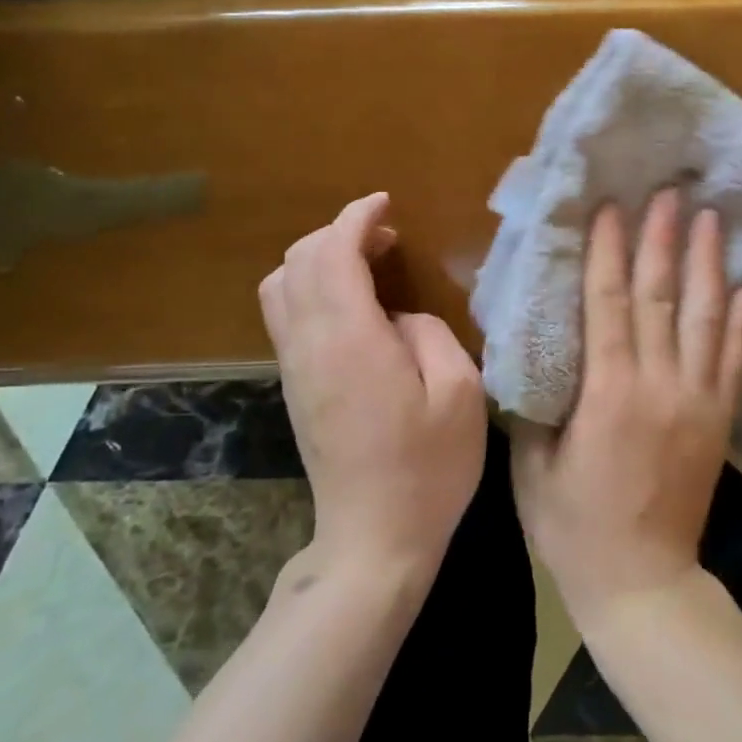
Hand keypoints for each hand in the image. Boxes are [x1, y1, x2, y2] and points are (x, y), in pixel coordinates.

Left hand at [259, 192, 487, 579]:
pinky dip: (311, 288)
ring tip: (366, 264)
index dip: (356, 218)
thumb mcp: (460, 392)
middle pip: (298, 261)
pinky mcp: (295, 387)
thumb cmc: (429, 466)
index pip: (333, 253)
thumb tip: (399, 316)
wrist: (374, 537)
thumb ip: (429, 333)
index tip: (386, 205)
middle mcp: (310, 345)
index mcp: (351, 339)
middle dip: (337, 233)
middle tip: (385, 237)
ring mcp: (296, 367)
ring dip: (318, 259)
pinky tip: (352, 305)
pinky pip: (286, 315)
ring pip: (281, 287)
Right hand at [512, 189, 741, 631]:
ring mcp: (697, 400)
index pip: (610, 303)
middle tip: (669, 191)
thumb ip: (537, 402)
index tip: (613, 207)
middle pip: (661, 297)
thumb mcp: (532, 465)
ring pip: (705, 318)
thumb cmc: (573, 526)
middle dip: (663, 239)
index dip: (610, 251)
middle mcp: (659, 385)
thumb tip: (538, 348)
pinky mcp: (720, 420)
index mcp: (608, 392)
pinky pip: (736, 361)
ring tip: (711, 218)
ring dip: (708, 264)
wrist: (642, 582)